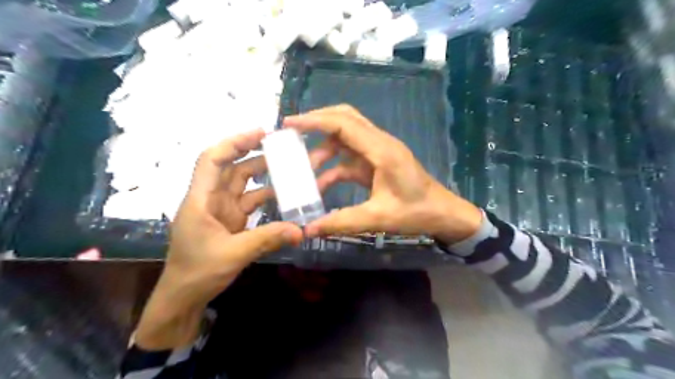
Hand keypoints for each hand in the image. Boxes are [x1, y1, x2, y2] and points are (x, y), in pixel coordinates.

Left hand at [135, 131, 302, 349]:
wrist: (184, 297)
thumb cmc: (198, 272)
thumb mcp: (234, 254)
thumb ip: (268, 238)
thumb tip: (301, 230)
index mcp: (201, 199)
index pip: (212, 160)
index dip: (234, 142)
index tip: (261, 134)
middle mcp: (211, 198)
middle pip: (232, 167)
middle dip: (255, 154)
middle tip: (283, 148)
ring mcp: (222, 210)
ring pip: (244, 184)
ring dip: (264, 175)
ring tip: (289, 168)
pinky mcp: (232, 221)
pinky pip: (250, 202)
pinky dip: (266, 197)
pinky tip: (285, 195)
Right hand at [282, 105, 481, 243]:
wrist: (442, 213)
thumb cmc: (416, 213)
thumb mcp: (378, 218)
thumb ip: (342, 222)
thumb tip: (308, 230)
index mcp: (381, 150)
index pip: (343, 124)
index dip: (314, 121)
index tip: (289, 124)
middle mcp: (379, 143)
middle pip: (345, 119)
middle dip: (317, 123)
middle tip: (291, 133)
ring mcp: (378, 152)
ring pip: (345, 138)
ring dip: (323, 150)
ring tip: (302, 168)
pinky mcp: (376, 163)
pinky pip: (349, 158)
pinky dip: (333, 167)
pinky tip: (320, 185)